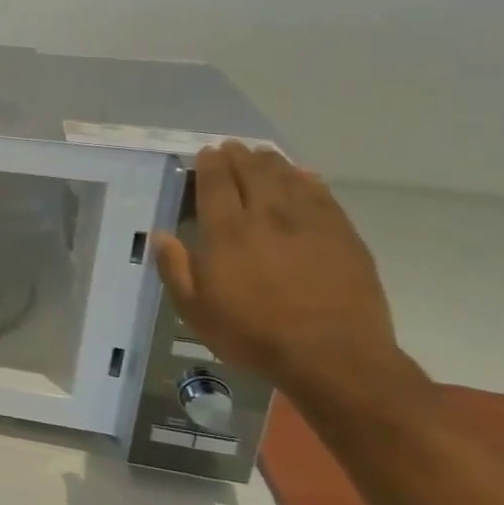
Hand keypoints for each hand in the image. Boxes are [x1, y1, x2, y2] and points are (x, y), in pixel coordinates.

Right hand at [153, 142, 402, 394]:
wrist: (333, 357)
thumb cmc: (254, 335)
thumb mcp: (195, 311)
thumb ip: (175, 269)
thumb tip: (160, 236)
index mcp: (227, 233)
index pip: (216, 184)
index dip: (209, 164)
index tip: (206, 152)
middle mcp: (267, 217)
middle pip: (253, 172)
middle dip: (240, 156)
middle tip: (233, 147)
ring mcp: (309, 223)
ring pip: (288, 178)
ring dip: (272, 162)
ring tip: (262, 155)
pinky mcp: (343, 235)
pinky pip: (323, 195)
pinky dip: (308, 180)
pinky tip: (303, 176)